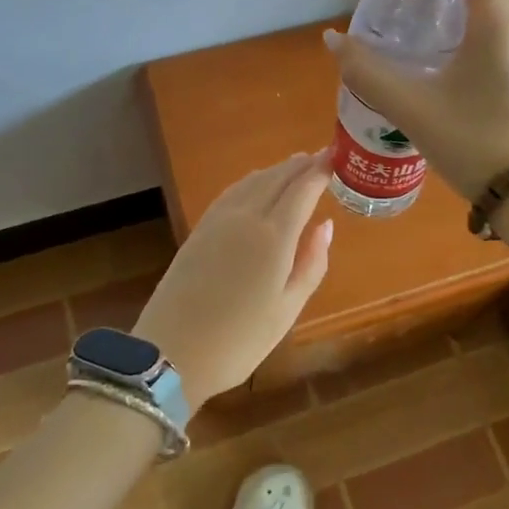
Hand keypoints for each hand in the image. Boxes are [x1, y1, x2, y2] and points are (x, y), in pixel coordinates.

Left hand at [131, 151, 333, 411]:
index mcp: (274, 236)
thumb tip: (325, 226)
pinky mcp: (200, 229)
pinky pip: (233, 191)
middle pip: (278, 178)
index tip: (338, 156)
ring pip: (253, 181)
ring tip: (295, 165)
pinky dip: (253, 181)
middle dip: (301, 165)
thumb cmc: (239, 340)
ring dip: (277, 170)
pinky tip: (257, 184)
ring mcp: (219, 220)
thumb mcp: (287, 309)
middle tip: (321, 156)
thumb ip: (311, 263)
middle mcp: (246, 216)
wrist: (170, 352)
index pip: (302, 189)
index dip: (321, 169)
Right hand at [323, 0, 508, 200]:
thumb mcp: (412, 109)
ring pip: (484, 19)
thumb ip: (368, 72)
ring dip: (449, 25)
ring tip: (414, 52)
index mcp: (498, 23)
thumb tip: (332, 40)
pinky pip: (495, 42)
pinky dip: (466, 45)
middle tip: (399, 22)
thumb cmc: (474, 144)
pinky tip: (442, 76)